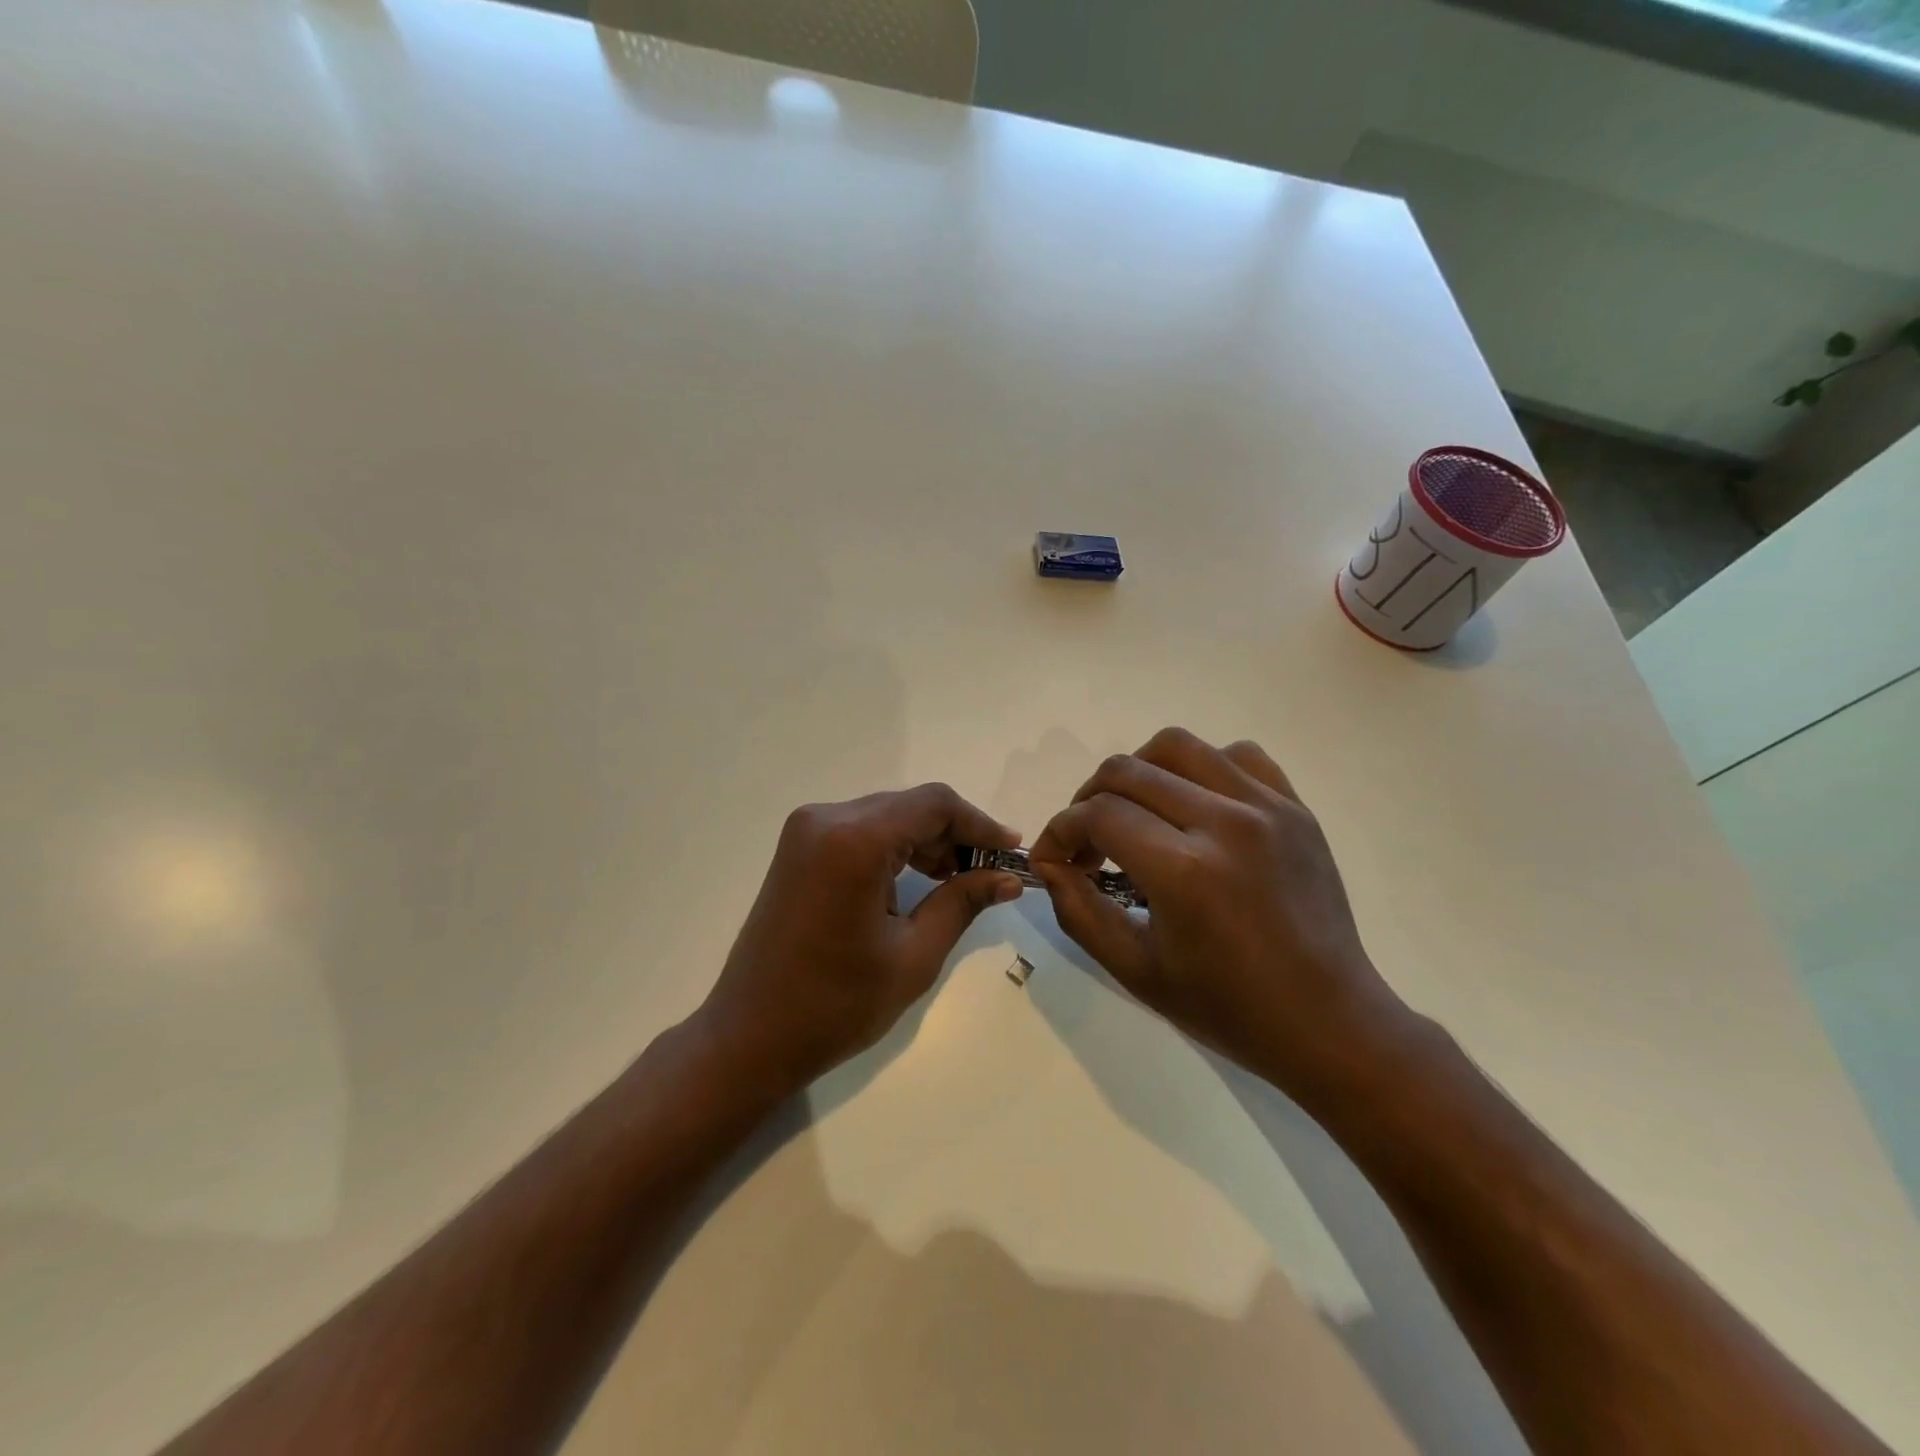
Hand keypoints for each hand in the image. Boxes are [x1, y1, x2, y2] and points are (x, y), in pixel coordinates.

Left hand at [693, 785, 1025, 1101]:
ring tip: (958, 879)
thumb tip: (1008, 877)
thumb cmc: (836, 1004)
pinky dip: (894, 847)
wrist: (749, 1035)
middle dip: (954, 834)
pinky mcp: (798, 848)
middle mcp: (827, 819)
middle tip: (989, 871)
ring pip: (886, 816)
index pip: (934, 805)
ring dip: (925, 840)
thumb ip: (962, 902)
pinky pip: (860, 831)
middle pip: (910, 806)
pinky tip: (917, 879)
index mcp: (855, 840)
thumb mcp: (913, 955)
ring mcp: (806, 831)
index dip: (979, 823)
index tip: (1011, 851)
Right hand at [1028, 728, 1411, 1107]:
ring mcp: (1267, 808)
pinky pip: (1237, 755)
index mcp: (1184, 870)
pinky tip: (1196, 806)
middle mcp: (1225, 822)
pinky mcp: (1295, 808)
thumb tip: (1051, 863)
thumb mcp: (1135, 970)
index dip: (1060, 831)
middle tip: (1088, 841)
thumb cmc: (1227, 1007)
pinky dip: (1201, 769)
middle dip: (1087, 799)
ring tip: (1136, 813)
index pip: (1098, 815)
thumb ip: (1078, 910)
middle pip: (1128, 771)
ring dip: (1139, 773)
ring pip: (1177, 746)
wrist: (1328, 1022)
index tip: (1053, 858)